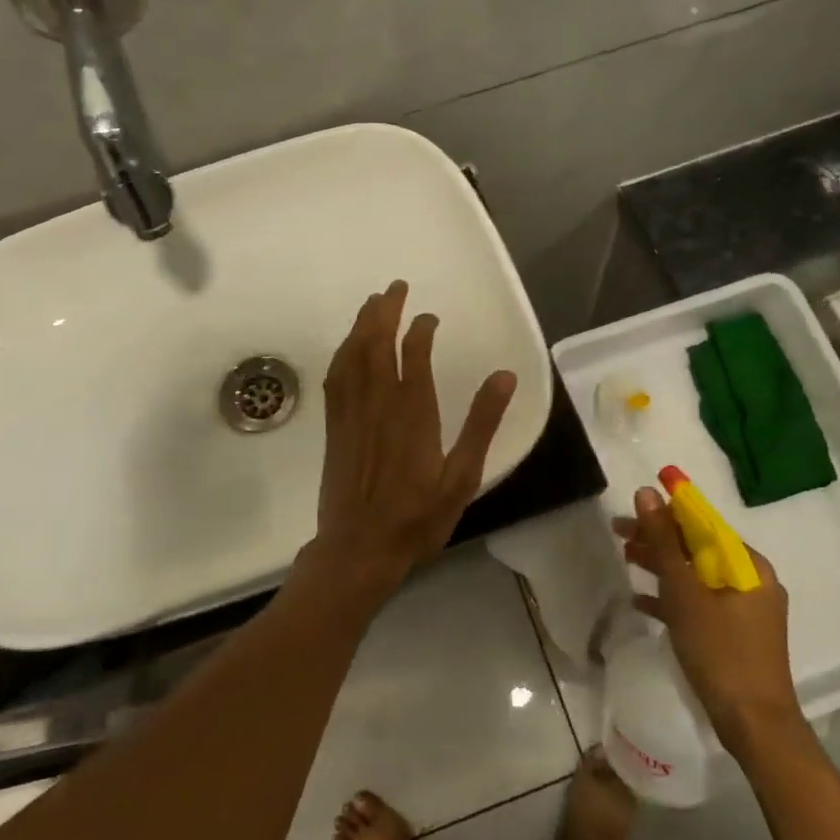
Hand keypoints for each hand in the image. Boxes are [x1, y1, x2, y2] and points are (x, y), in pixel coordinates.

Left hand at [304, 281, 517, 602]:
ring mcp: (352, 415)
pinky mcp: (334, 428)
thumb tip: (505, 376)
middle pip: (377, 345)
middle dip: (385, 312)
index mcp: (413, 413)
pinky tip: (347, 347)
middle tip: (395, 288)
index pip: (415, 355)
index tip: (429, 316)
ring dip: (362, 326)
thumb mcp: (461, 477)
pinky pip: (335, 379)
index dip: (420, 329)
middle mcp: (379, 404)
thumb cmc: (417, 518)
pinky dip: (343, 354)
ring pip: (353, 356)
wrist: (358, 550)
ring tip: (371, 304)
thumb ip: (482, 424)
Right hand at [614, 486, 805, 752]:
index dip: (666, 512)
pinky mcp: (735, 634)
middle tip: (619, 533)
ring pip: (696, 575)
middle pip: (698, 548)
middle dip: (658, 540)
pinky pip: (700, 603)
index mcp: (748, 565)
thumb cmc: (720, 652)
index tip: (631, 509)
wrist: (755, 726)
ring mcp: (745, 609)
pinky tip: (640, 600)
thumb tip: (647, 493)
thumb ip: (663, 542)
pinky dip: (673, 598)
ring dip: (661, 566)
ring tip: (626, 558)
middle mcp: (752, 580)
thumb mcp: (685, 593)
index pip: (703, 523)